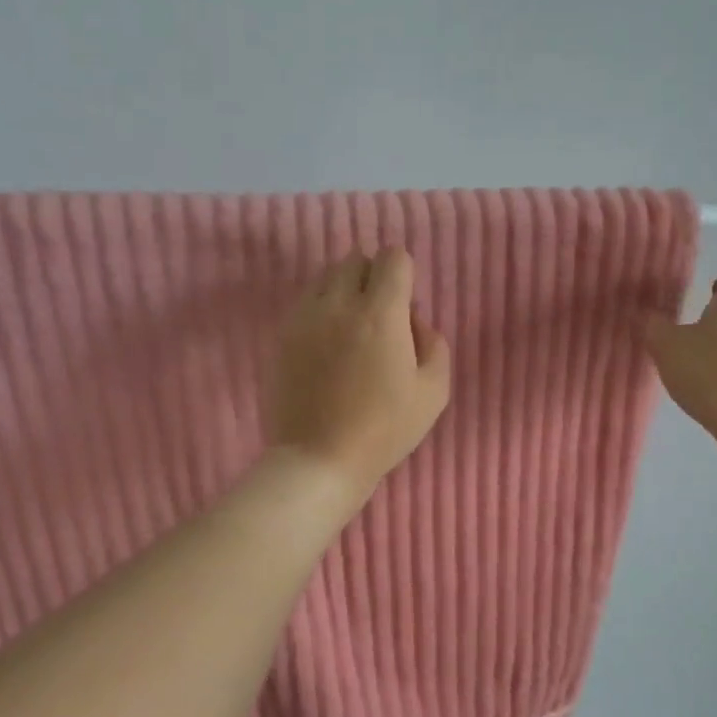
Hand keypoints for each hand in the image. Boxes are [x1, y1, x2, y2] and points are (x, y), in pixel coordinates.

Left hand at [268, 248, 451, 495]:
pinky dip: (320, 309)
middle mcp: (339, 304)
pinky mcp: (283, 335)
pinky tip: (327, 344)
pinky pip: (305, 302)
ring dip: (343, 290)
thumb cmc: (384, 429)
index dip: (404, 275)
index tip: (405, 305)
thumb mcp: (433, 392)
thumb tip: (414, 321)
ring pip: (325, 277)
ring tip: (351, 328)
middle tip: (379, 316)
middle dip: (372, 277)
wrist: (320, 458)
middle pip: (355, 259)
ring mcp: (305, 318)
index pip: (393, 258)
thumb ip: (434, 344)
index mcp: (380, 314)